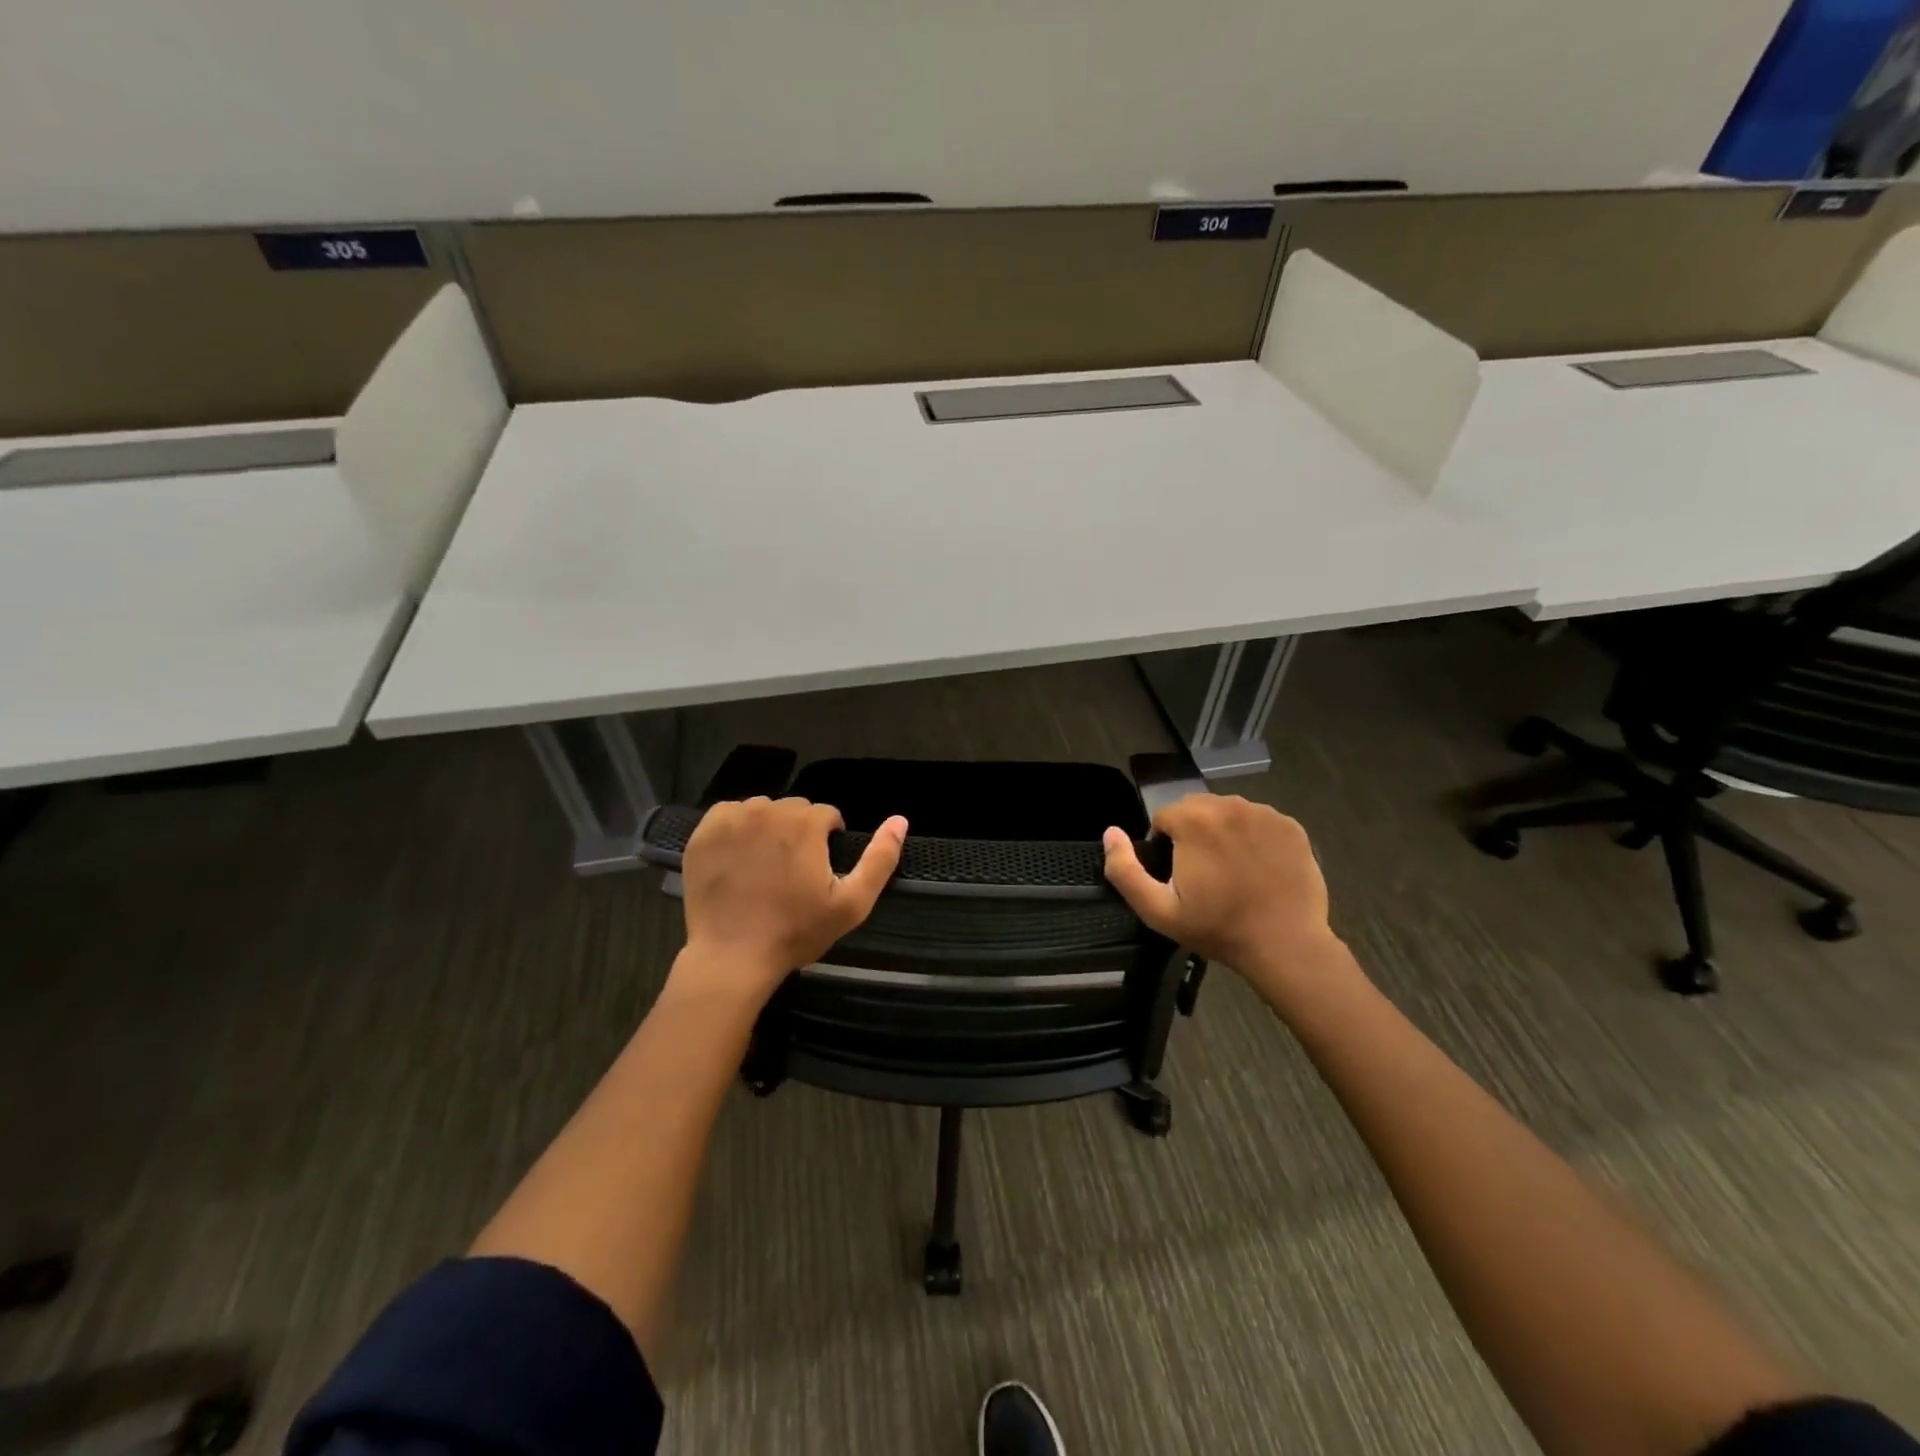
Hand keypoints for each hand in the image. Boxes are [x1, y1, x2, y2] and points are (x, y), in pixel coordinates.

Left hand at [676, 797, 906, 1005]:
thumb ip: (880, 858)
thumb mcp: (851, 904)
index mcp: (806, 823)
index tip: (819, 870)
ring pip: (762, 810)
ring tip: (764, 866)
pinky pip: (729, 815)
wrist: (732, 957)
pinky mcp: (704, 832)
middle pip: (794, 809)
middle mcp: (769, 810)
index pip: (827, 814)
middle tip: (792, 871)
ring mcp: (733, 819)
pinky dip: (736, 829)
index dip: (828, 840)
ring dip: (768, 829)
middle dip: (799, 832)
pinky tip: (738, 859)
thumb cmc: (796, 931)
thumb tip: (900, 820)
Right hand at [1102, 794, 1345, 1004]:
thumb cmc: (1217, 928)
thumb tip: (1110, 833)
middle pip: (1197, 809)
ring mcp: (1264, 814)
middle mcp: (1229, 805)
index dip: (1164, 845)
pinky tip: (1257, 868)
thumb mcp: (1157, 910)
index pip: (1164, 817)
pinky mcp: (1291, 827)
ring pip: (1229, 812)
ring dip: (1223, 832)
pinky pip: (1260, 821)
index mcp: (1193, 820)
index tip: (1177, 876)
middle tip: (1202, 874)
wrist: (1285, 945)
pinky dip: (1253, 837)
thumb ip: (1124, 870)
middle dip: (1192, 833)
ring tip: (1231, 871)